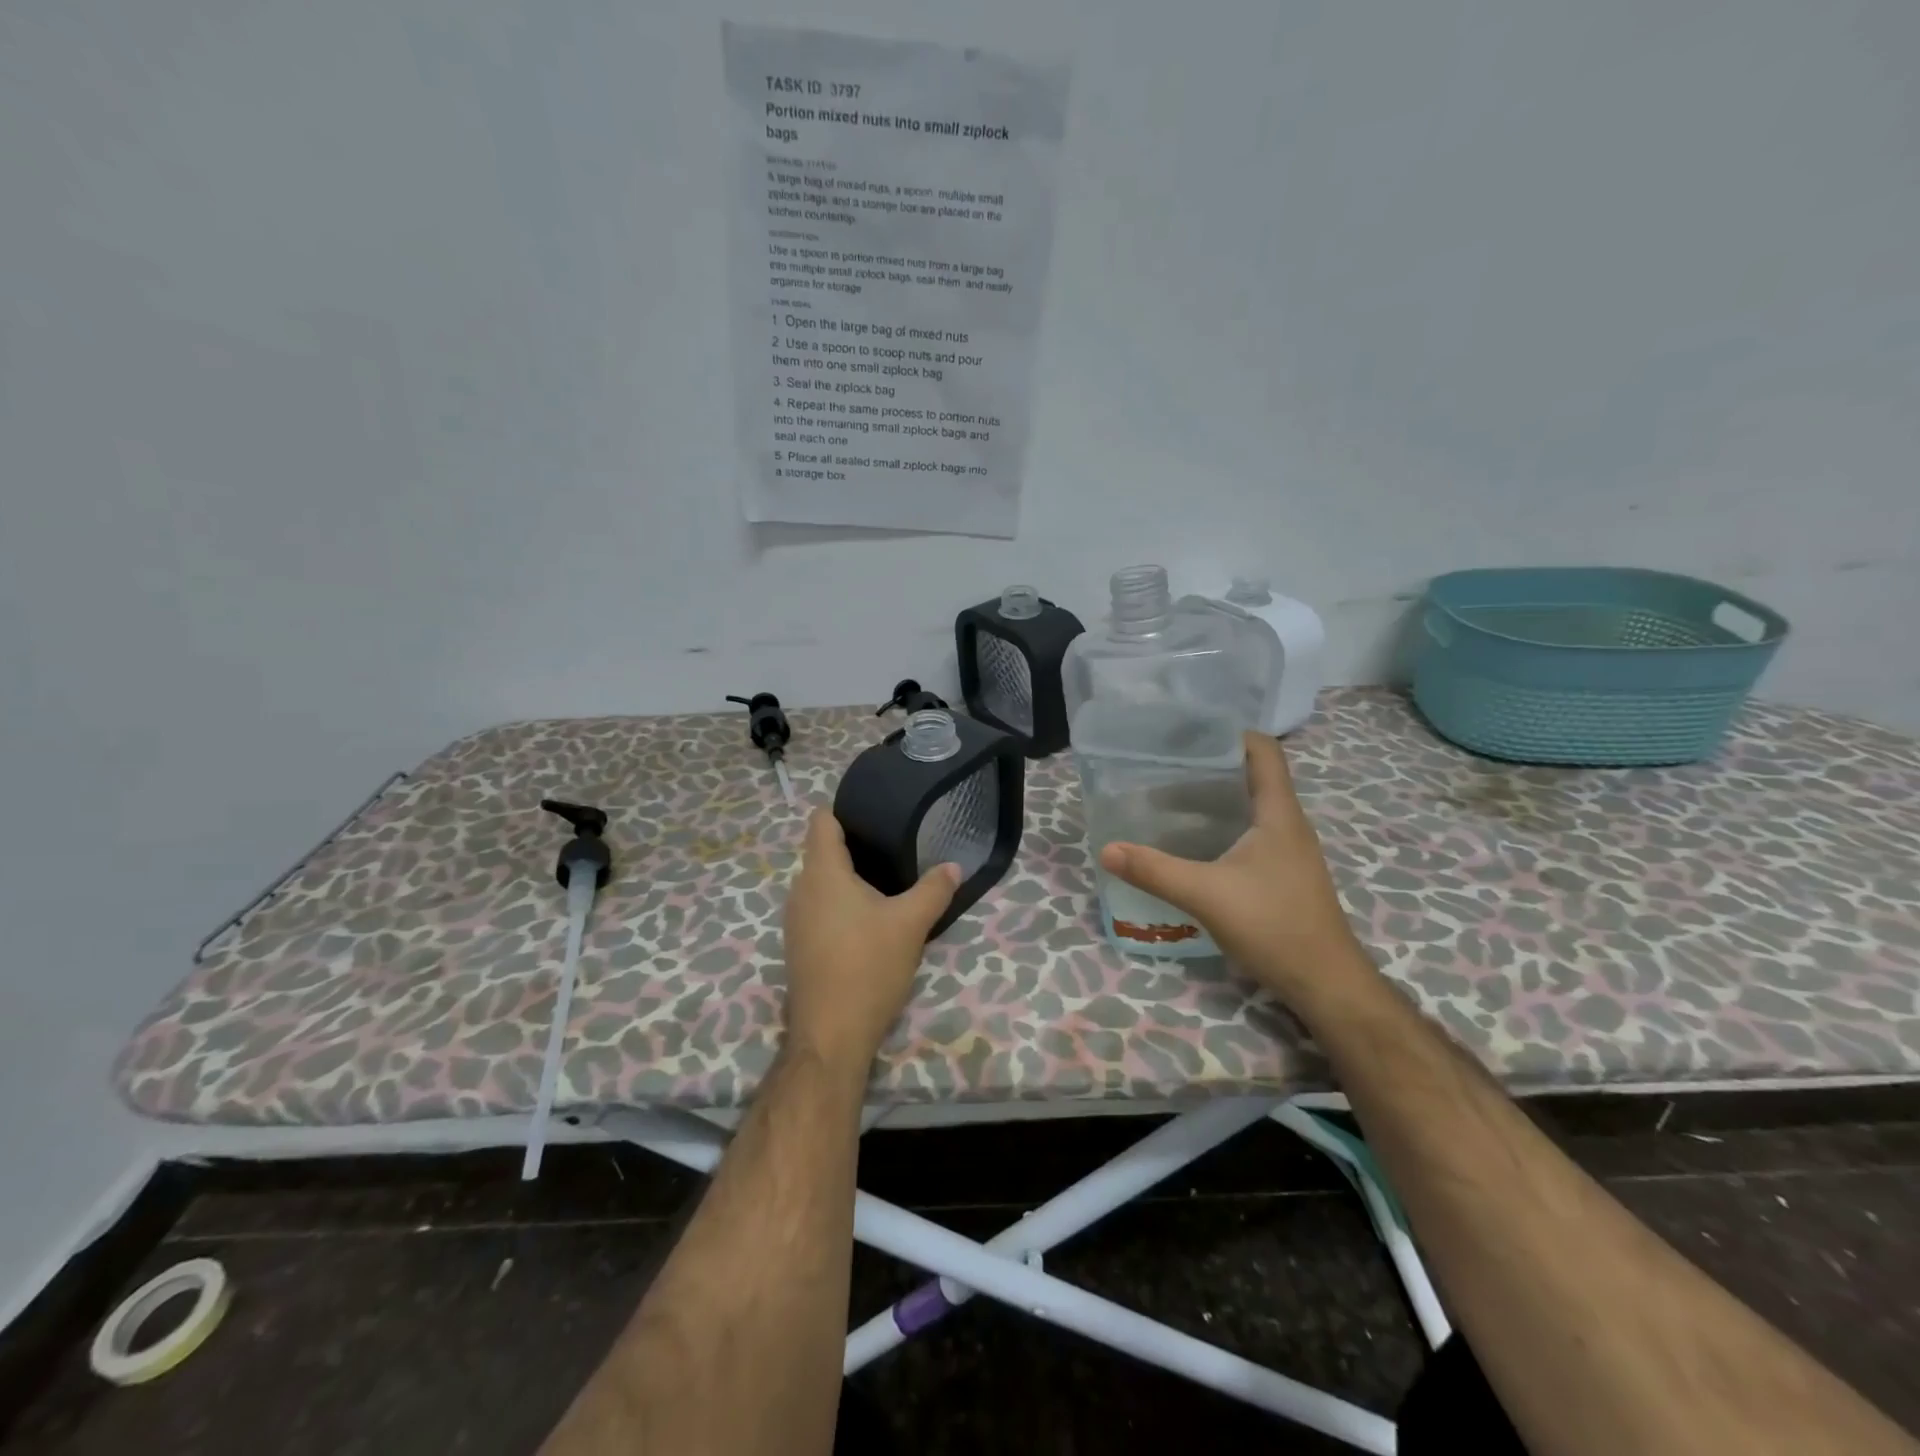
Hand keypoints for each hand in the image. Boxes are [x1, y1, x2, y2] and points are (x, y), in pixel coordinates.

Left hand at [782, 808, 960, 1072]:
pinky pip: (818, 909)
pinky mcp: (798, 946)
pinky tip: (868, 922)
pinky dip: (839, 906)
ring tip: (885, 883)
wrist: (831, 1035)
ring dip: (848, 880)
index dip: (845, 811)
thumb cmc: (868, 967)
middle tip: (893, 849)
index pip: (821, 821)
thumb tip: (953, 866)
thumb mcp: (910, 924)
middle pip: (822, 852)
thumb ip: (934, 889)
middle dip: (855, 847)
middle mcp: (800, 890)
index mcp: (822, 873)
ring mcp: (795, 920)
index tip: (875, 814)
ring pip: (820, 883)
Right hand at [1098, 731, 1367, 1001]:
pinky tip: (1192, 847)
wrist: (1325, 983)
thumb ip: (1155, 871)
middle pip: (1251, 777)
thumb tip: (1107, 849)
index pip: (1263, 751)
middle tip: (1163, 769)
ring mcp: (1288, 852)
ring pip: (1249, 809)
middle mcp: (1288, 825)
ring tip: (1167, 804)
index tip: (1189, 734)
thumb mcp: (1206, 895)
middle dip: (1209, 768)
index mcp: (1278, 813)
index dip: (1230, 734)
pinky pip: (1250, 836)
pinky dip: (1221, 830)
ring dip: (1213, 802)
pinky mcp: (1283, 876)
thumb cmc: (1274, 925)